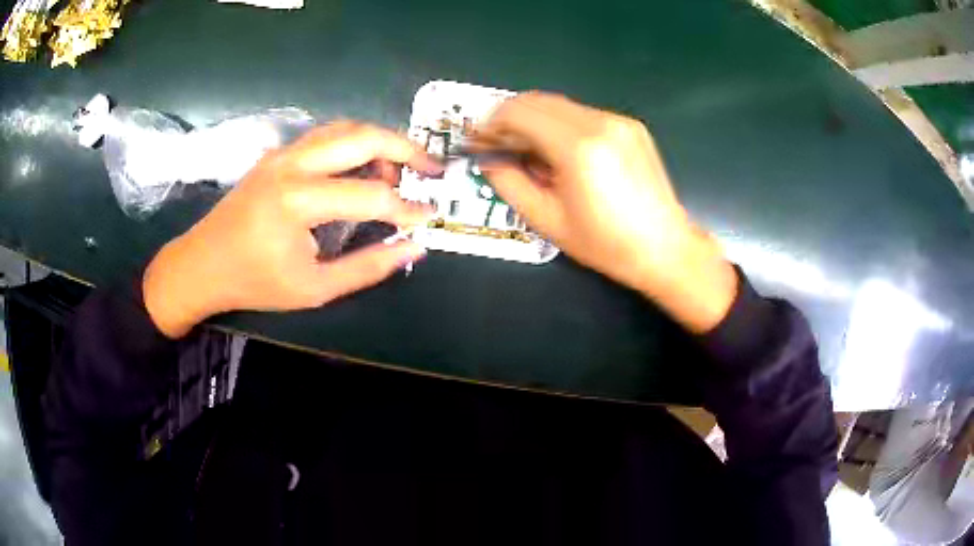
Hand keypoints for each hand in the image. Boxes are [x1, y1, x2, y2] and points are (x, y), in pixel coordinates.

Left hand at [143, 122, 440, 337]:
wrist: (201, 265)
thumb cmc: (254, 282)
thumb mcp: (314, 289)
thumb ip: (367, 267)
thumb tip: (413, 247)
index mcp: (298, 200)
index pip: (371, 195)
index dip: (407, 208)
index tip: (428, 218)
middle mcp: (293, 164)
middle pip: (363, 136)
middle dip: (406, 149)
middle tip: (432, 168)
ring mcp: (283, 153)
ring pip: (344, 128)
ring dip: (379, 142)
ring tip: (398, 170)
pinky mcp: (277, 154)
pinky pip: (325, 136)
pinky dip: (354, 143)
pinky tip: (362, 165)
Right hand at [479, 92, 736, 332]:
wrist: (665, 248)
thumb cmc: (606, 244)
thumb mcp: (547, 221)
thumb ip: (509, 183)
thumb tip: (489, 159)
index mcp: (578, 148)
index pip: (519, 112)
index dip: (490, 123)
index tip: (478, 141)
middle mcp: (599, 123)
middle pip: (537, 100)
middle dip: (508, 118)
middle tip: (498, 145)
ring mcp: (618, 121)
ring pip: (558, 105)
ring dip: (534, 121)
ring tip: (528, 153)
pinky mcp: (630, 126)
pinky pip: (581, 114)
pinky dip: (560, 125)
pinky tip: (560, 154)